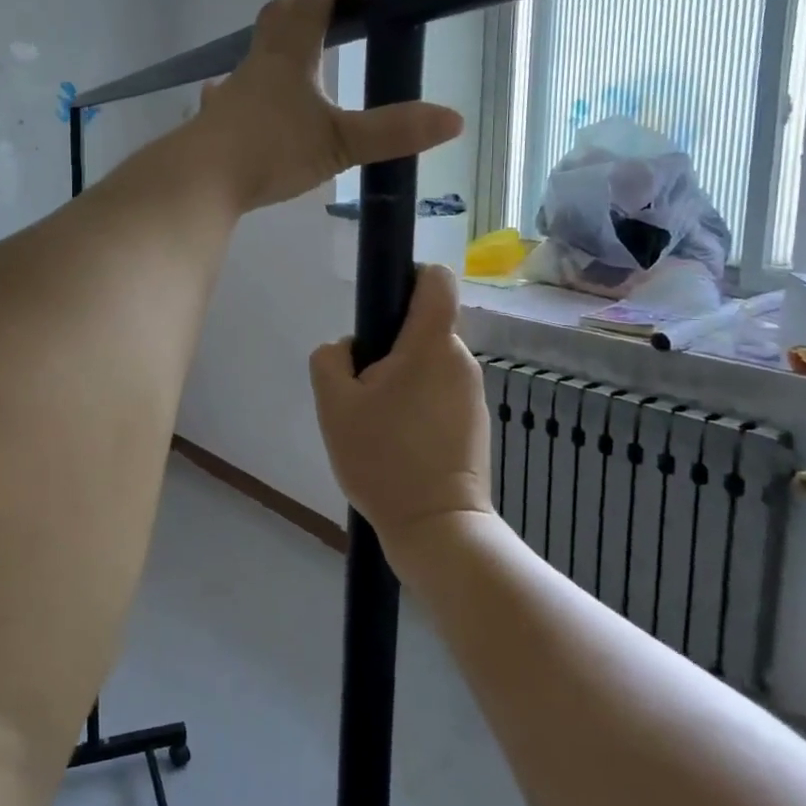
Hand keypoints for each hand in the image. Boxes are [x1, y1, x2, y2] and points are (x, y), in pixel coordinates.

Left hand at [195, 0, 462, 211]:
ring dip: (281, 39)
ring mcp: (233, 88)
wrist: (199, 179)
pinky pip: (234, 90)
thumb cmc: (269, 151)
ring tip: (303, 53)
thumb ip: (393, 132)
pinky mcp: (217, 118)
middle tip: (339, 9)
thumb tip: (454, 119)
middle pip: (282, 11)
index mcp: (290, 52)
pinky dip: (250, 85)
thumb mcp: (338, 143)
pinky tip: (245, 100)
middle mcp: (259, 61)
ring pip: (258, 49)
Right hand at [309, 264, 493, 558]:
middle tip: (361, 389)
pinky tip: (397, 442)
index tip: (380, 308)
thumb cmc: (383, 459)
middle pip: (423, 327)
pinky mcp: (474, 421)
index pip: (436, 279)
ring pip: (428, 363)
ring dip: (400, 378)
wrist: (436, 528)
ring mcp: (473, 393)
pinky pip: (439, 392)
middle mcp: (460, 359)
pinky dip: (416, 403)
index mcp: (431, 344)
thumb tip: (350, 350)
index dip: (408, 277)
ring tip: (376, 422)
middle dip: (389, 346)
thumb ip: (330, 359)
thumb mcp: (334, 405)